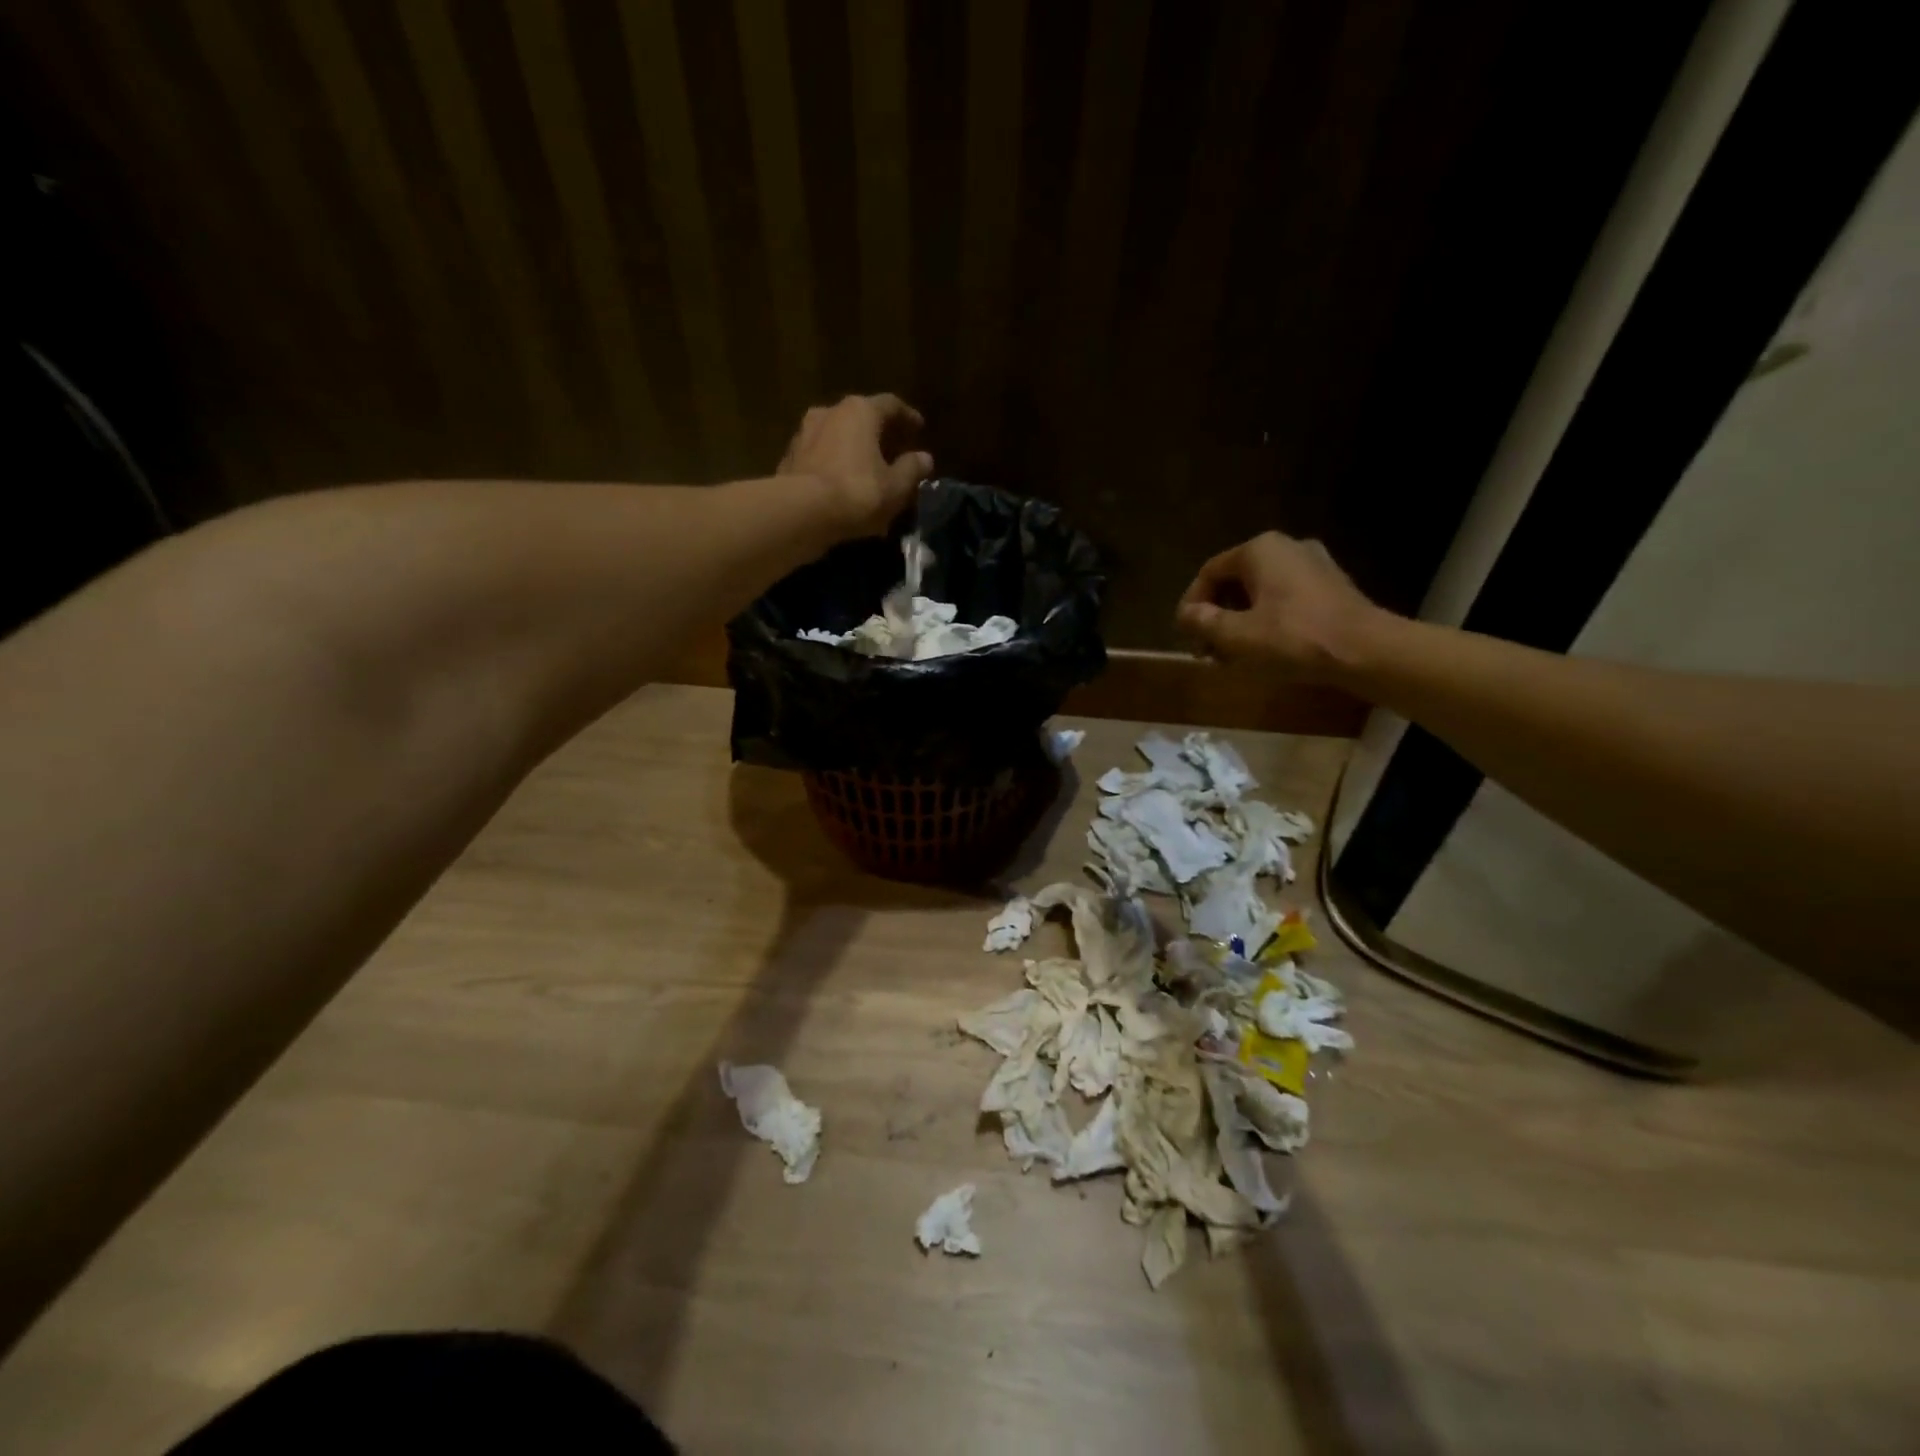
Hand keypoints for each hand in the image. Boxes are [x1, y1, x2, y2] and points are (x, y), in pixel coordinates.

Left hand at [779, 393, 933, 537]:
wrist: (801, 512)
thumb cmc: (857, 492)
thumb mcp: (895, 486)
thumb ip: (911, 469)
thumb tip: (924, 458)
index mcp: (860, 411)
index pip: (890, 405)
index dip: (907, 416)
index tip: (919, 428)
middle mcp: (830, 412)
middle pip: (860, 418)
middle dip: (877, 434)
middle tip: (892, 450)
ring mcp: (804, 434)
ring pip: (836, 438)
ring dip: (852, 450)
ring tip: (865, 470)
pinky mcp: (789, 459)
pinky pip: (819, 459)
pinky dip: (833, 467)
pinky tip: (841, 486)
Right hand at [1175, 531, 1386, 682]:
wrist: (1366, 650)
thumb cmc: (1294, 638)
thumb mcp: (1237, 635)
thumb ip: (1203, 622)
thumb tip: (1185, 615)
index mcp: (1259, 550)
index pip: (1209, 573)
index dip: (1191, 605)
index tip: (1186, 636)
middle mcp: (1286, 547)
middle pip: (1235, 582)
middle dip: (1217, 616)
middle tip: (1208, 650)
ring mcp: (1313, 565)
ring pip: (1260, 592)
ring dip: (1240, 621)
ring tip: (1233, 655)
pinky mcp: (1331, 586)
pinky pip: (1285, 599)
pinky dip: (1267, 620)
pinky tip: (1265, 649)